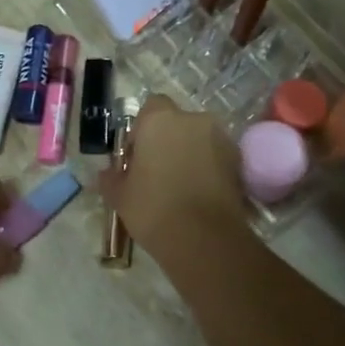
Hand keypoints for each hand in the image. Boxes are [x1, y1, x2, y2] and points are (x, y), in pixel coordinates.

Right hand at [100, 97, 247, 249]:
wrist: (204, 238)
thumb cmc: (153, 208)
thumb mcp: (119, 196)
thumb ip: (111, 178)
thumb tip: (105, 174)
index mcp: (160, 120)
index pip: (151, 107)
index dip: (142, 129)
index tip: (137, 156)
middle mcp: (194, 120)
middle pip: (178, 123)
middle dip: (168, 141)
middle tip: (157, 172)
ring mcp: (221, 139)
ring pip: (199, 140)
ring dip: (190, 154)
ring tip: (179, 187)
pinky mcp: (239, 163)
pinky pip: (217, 158)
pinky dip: (208, 170)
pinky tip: (198, 196)